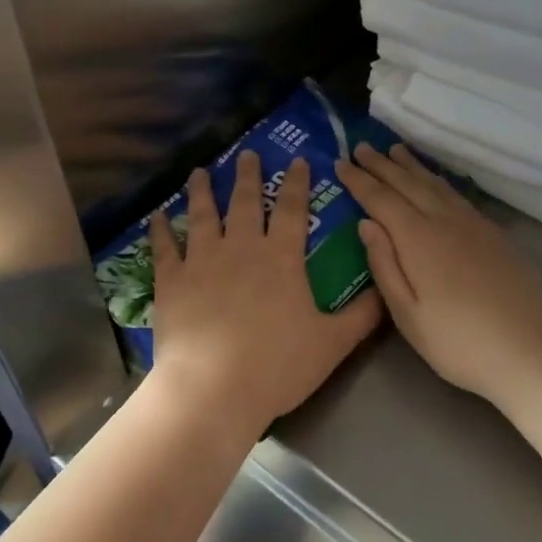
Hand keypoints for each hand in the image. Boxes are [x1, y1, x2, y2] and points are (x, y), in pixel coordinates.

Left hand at [148, 150, 382, 447]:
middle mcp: (240, 248)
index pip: (292, 209)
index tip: (297, 159)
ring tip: (199, 172)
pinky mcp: (171, 281)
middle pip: (244, 202)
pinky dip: (160, 229)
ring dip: (201, 191)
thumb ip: (362, 315)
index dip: (297, 182)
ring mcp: (201, 261)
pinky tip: (157, 215)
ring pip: (201, 215)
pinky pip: (165, 247)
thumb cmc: (277, 365)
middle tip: (246, 153)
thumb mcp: (332, 343)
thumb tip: (385, 291)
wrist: (213, 389)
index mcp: (281, 257)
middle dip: (247, 175)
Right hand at [337, 143, 541, 406]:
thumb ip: (384, 265)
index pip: (380, 199)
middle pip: (408, 184)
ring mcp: (474, 225)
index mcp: (418, 239)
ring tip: (395, 150)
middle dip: (381, 165)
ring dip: (411, 166)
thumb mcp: (408, 315)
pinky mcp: (495, 234)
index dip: (359, 180)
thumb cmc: (460, 342)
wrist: (534, 351)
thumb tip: (365, 224)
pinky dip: (438, 180)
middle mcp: (445, 221)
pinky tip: (435, 182)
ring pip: (435, 184)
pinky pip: (456, 195)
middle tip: (360, 146)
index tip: (340, 163)